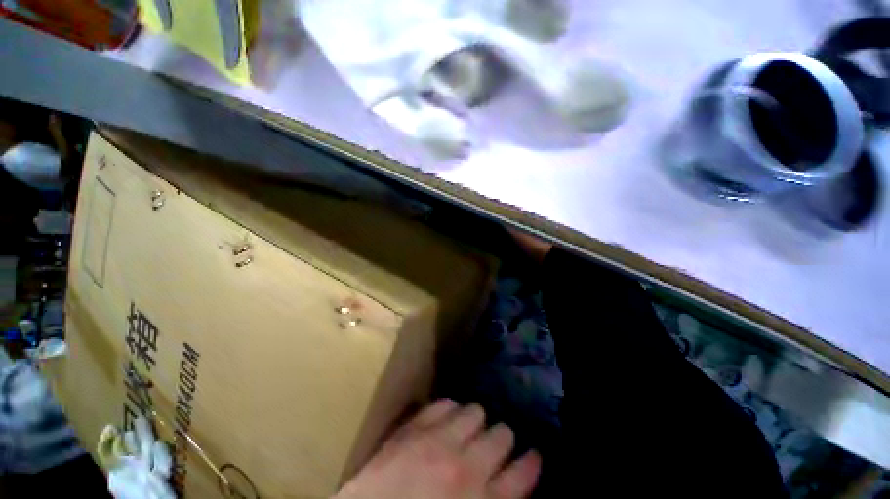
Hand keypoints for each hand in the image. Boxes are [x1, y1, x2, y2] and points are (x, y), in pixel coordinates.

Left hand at [334, 400, 540, 498]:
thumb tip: (509, 482)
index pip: (523, 473)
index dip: (531, 462)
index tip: (533, 455)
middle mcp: (466, 468)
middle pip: (502, 435)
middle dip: (502, 439)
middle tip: (493, 445)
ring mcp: (438, 442)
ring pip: (475, 412)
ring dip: (476, 422)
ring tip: (468, 430)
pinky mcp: (414, 428)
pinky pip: (444, 404)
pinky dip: (449, 410)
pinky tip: (446, 420)